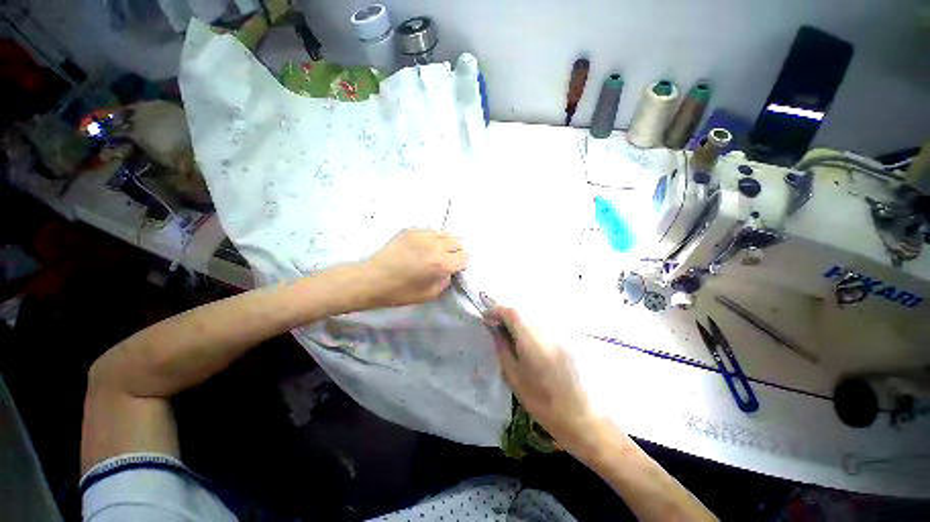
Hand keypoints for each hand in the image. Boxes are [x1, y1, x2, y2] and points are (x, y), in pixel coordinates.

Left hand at [361, 229, 467, 307]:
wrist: (371, 279)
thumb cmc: (400, 292)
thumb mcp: (430, 294)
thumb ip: (446, 280)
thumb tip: (450, 269)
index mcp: (440, 264)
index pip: (464, 256)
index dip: (460, 263)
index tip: (453, 268)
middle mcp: (434, 245)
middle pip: (457, 241)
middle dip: (455, 251)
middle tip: (445, 260)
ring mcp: (421, 234)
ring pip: (444, 233)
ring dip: (444, 243)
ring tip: (434, 252)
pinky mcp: (410, 230)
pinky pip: (430, 231)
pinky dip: (432, 238)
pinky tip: (422, 247)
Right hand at [490, 306, 610, 457]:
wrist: (578, 415)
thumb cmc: (540, 401)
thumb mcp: (513, 375)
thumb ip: (502, 346)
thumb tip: (493, 328)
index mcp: (531, 340)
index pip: (511, 312)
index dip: (496, 311)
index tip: (485, 318)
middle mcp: (545, 331)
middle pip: (522, 312)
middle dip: (506, 315)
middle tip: (495, 326)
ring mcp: (557, 333)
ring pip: (532, 317)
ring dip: (518, 320)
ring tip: (508, 333)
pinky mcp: (565, 338)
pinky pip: (542, 325)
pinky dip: (529, 327)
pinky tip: (527, 341)